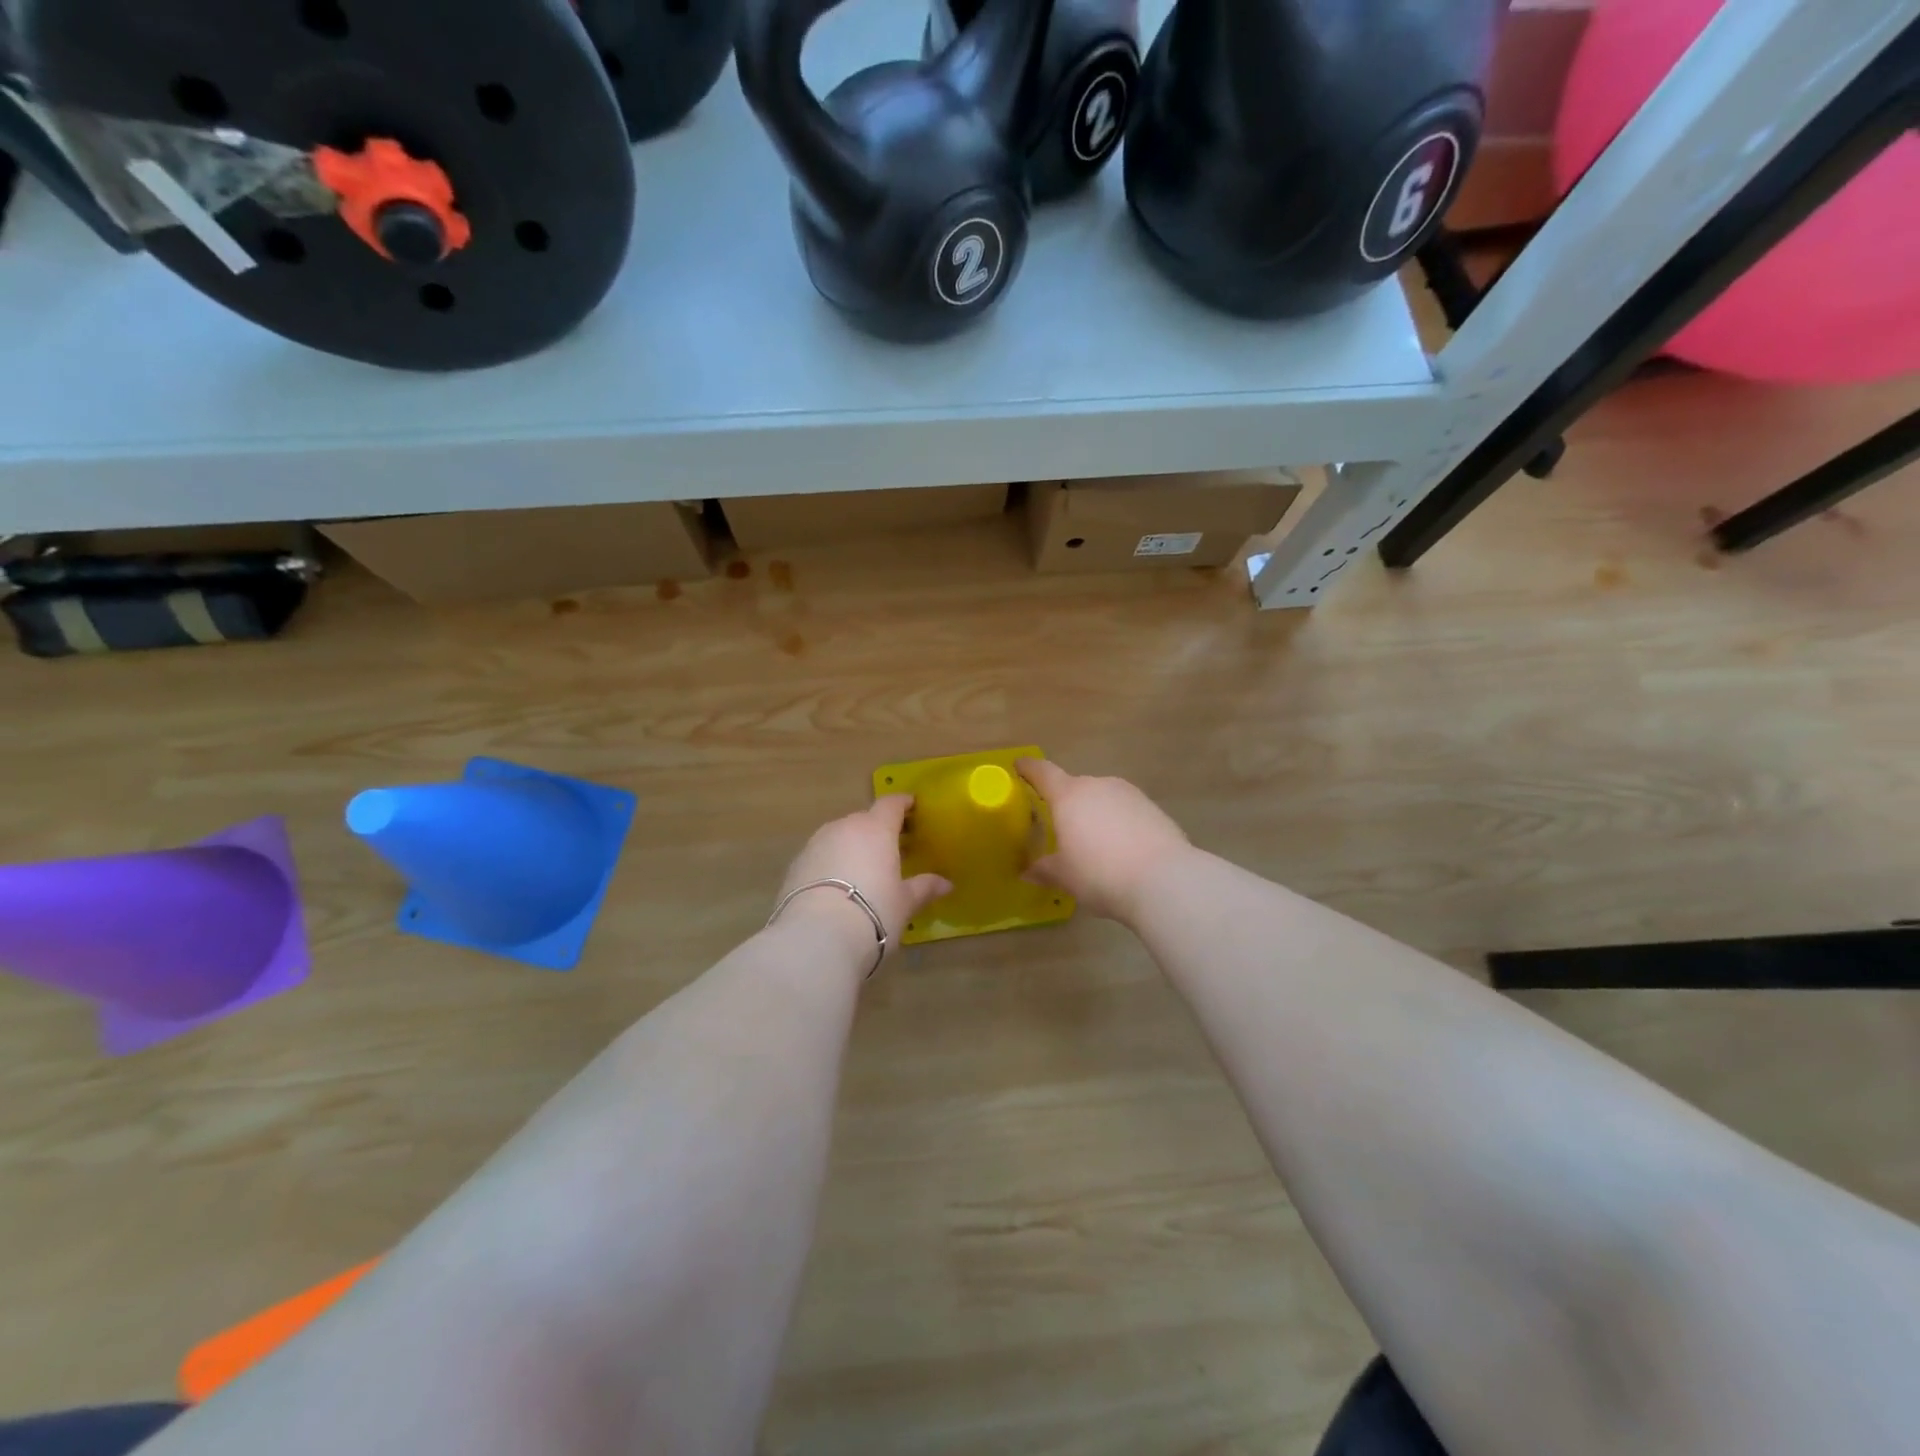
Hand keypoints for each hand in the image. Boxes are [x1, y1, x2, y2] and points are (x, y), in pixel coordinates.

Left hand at [773, 796, 950, 965]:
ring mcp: (815, 844)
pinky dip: (831, 865)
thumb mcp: (904, 903)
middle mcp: (844, 827)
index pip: (891, 804)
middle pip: (864, 820)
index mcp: (875, 829)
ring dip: (852, 847)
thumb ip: (924, 888)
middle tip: (892, 848)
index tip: (912, 807)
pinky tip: (837, 888)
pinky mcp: (794, 865)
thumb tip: (946, 883)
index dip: (903, 804)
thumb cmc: (873, 913)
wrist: (815, 937)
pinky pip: (820, 856)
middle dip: (878, 830)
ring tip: (863, 870)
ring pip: (839, 837)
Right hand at [1017, 759, 1190, 923]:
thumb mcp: (1065, 876)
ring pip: (1102, 799)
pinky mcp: (1154, 809)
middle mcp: (1098, 785)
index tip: (1019, 765)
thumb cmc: (1100, 873)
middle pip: (1075, 788)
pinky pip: (1126, 812)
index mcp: (1069, 796)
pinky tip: (1121, 851)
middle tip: (1059, 828)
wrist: (1164, 880)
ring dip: (1094, 815)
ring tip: (1094, 845)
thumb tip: (1028, 870)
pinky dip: (1118, 824)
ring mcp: (1130, 794)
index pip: (1043, 772)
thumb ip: (1044, 870)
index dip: (1028, 768)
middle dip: (1066, 804)